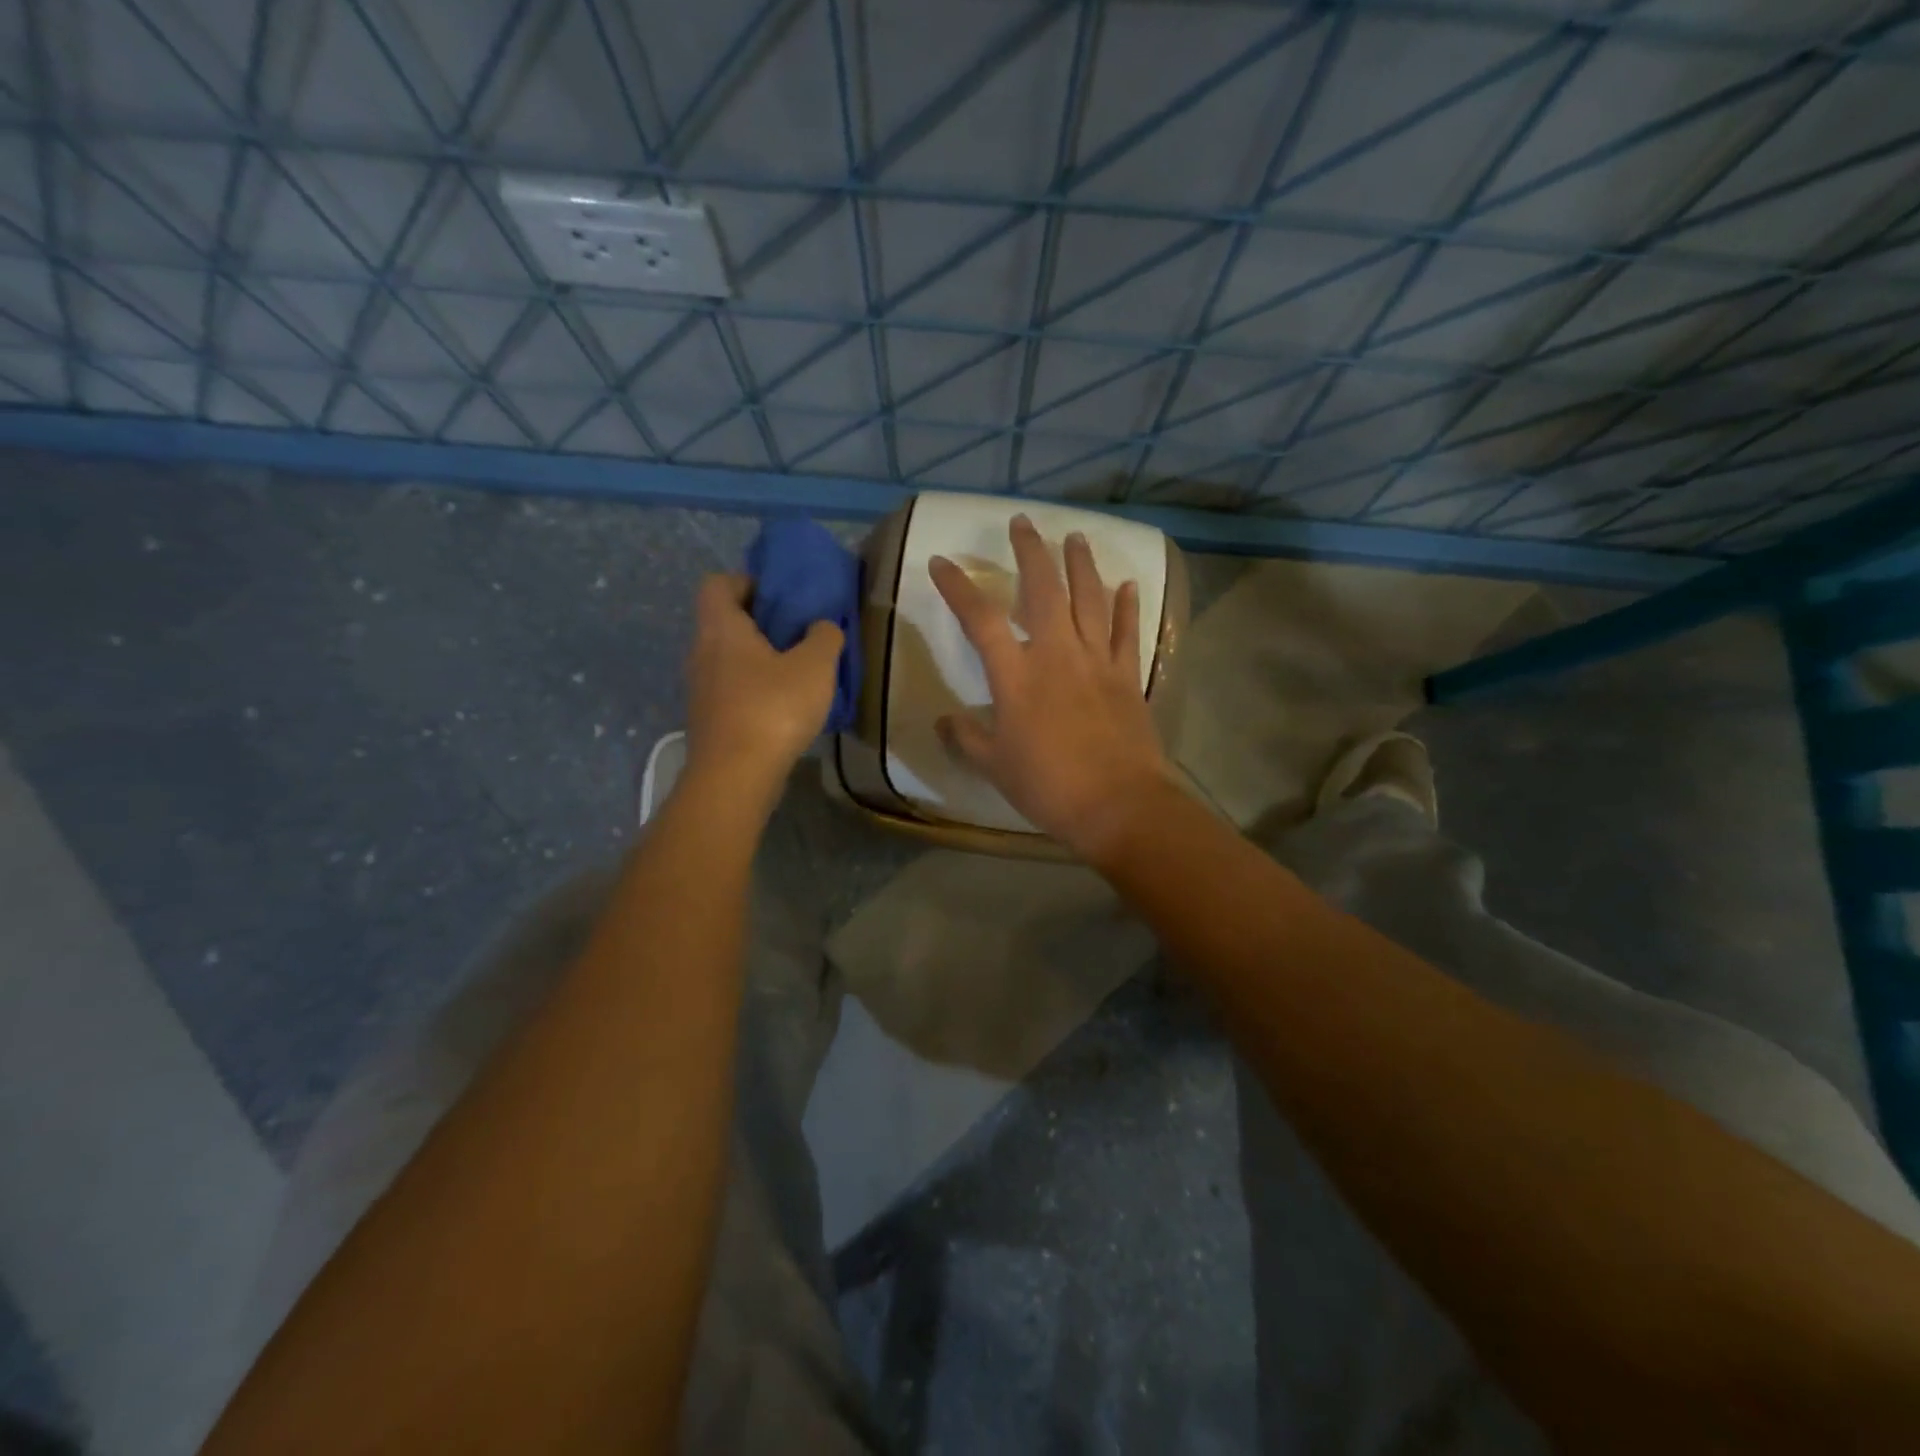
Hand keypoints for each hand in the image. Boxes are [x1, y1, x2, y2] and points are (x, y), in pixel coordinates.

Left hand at [684, 574, 842, 808]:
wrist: (735, 777)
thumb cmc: (773, 709)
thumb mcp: (815, 667)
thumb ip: (824, 637)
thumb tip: (821, 626)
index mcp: (721, 628)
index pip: (718, 583)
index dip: (747, 582)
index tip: (780, 597)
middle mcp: (702, 652)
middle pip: (725, 621)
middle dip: (760, 622)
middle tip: (798, 633)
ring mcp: (701, 689)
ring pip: (729, 658)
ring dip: (759, 658)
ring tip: (798, 671)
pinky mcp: (709, 719)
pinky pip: (732, 688)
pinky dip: (755, 688)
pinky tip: (785, 706)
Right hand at [930, 515, 1171, 858]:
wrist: (1117, 804)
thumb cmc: (1048, 786)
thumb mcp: (994, 766)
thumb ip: (966, 738)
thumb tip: (943, 721)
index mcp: (1016, 676)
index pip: (981, 619)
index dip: (959, 587)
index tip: (942, 562)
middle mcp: (1056, 655)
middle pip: (1044, 590)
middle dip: (1031, 552)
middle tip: (1022, 523)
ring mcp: (1097, 661)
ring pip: (1089, 599)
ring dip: (1081, 565)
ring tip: (1074, 537)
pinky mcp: (1128, 676)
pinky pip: (1127, 631)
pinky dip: (1127, 606)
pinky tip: (1128, 584)